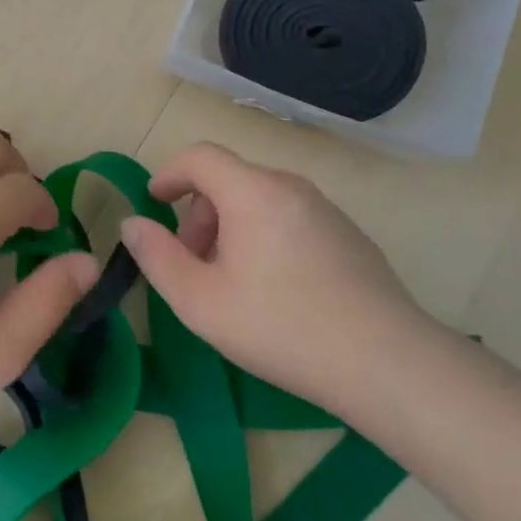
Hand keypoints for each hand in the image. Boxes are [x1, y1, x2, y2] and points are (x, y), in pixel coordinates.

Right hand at [119, 142, 430, 410]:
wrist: (387, 363)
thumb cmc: (281, 327)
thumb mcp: (200, 301)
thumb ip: (157, 257)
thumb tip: (133, 224)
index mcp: (253, 192)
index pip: (200, 156)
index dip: (169, 174)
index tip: (154, 203)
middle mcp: (291, 187)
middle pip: (229, 179)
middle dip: (198, 213)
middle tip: (192, 262)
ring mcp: (326, 209)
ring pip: (260, 199)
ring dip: (230, 226)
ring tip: (230, 281)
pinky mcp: (349, 234)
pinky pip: (290, 217)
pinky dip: (264, 234)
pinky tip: (274, 289)